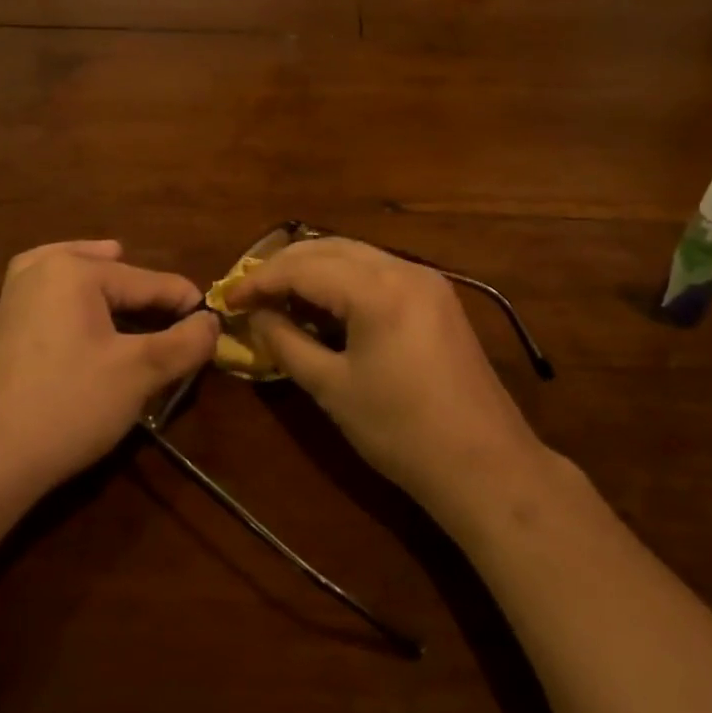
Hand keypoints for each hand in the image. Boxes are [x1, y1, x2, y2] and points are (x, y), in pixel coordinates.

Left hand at [0, 240, 218, 502]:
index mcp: (76, 269)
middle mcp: (43, 265)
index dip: (188, 307)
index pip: (152, 282)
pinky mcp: (8, 319)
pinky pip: (62, 296)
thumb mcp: (140, 373)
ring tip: (147, 319)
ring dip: (121, 301)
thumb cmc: (68, 406)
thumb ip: (186, 341)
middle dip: (152, 304)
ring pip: (88, 281)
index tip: (216, 331)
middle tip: (180, 333)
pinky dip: (88, 305)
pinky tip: (100, 323)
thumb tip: (213, 322)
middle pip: (120, 276)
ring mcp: (18, 291)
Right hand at [225, 238, 544, 521]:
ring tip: (280, 295)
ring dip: (314, 268)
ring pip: (355, 254)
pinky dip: (344, 278)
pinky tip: (325, 302)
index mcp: (377, 289)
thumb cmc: (400, 431)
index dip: (260, 280)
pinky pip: (379, 270)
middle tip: (250, 293)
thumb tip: (256, 317)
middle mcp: (403, 269)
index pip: (303, 268)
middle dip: (284, 266)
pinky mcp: (437, 296)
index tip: (228, 299)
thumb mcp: (332, 388)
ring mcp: (426, 279)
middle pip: (329, 248)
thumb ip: (286, 343)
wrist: (483, 463)